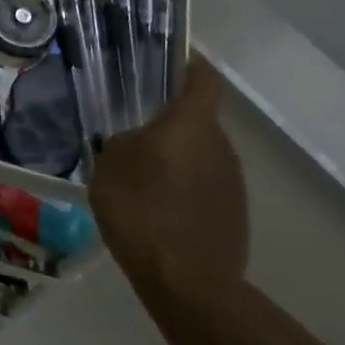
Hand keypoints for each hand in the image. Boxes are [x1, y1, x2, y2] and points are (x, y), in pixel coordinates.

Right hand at [89, 58, 247, 302]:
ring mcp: (233, 182)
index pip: (203, 78)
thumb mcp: (110, 165)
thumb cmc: (142, 210)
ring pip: (203, 153)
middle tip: (137, 126)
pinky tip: (160, 208)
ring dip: (179, 156)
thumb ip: (124, 141)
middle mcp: (220, 144)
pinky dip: (187, 187)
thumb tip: (137, 141)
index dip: (189, 64)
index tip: (168, 60)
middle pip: (199, 118)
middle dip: (172, 119)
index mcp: (191, 123)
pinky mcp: (235, 214)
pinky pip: (207, 185)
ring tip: (144, 173)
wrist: (188, 285)